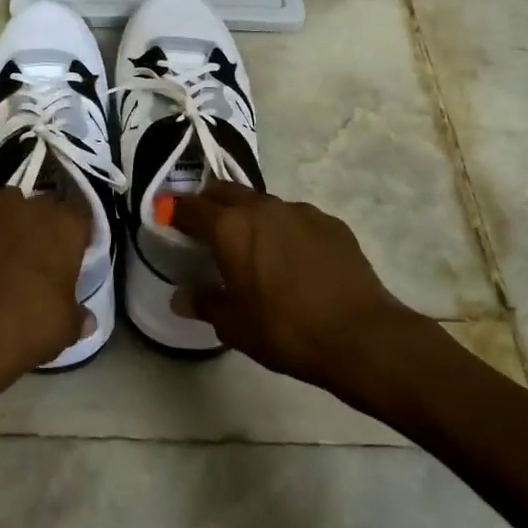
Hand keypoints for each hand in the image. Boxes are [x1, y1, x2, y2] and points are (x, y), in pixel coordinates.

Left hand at [0, 181, 91, 411]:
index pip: (82, 211)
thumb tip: (87, 319)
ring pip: (9, 195)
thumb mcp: (67, 328)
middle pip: (46, 201)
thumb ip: (79, 316)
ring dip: (12, 211)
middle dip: (47, 220)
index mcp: (67, 227)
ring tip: (8, 235)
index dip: (79, 229)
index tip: (77, 247)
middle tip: (43, 249)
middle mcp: (32, 208)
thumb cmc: (29, 329)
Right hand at [172, 182, 427, 388]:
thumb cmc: (285, 329)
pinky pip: (296, 219)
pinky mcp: (331, 223)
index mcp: (230, 228)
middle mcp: (262, 208)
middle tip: (203, 226)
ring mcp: (300, 212)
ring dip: (249, 216)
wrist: (360, 336)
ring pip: (263, 203)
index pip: (190, 207)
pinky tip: (293, 259)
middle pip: (225, 191)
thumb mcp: (234, 325)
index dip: (174, 211)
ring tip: (252, 245)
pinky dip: (284, 230)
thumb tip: (181, 297)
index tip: (166, 217)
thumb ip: (204, 304)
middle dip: (209, 203)